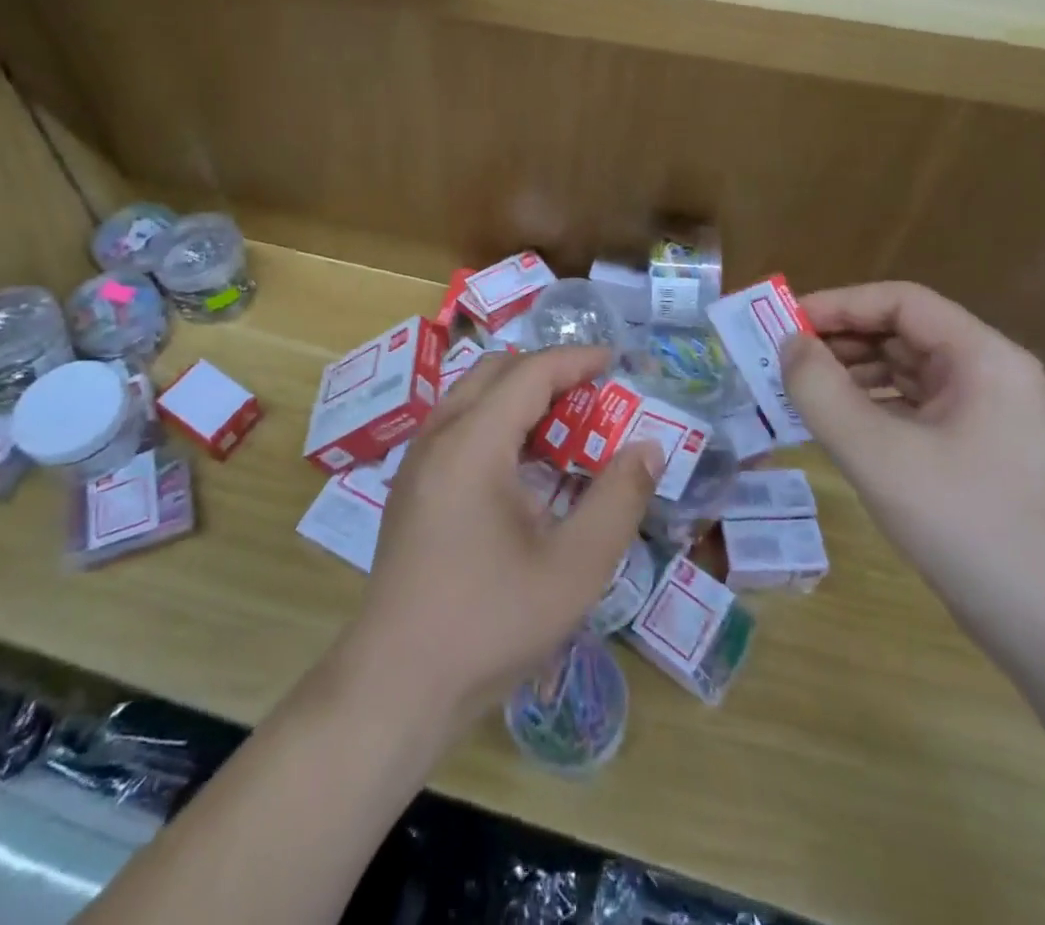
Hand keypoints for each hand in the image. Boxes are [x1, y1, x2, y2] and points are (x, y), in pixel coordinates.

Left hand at [335, 346, 662, 726]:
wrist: (397, 684)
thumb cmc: (490, 622)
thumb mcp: (574, 567)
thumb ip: (618, 500)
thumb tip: (648, 447)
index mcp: (473, 443)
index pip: (529, 373)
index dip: (576, 360)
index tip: (617, 361)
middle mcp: (438, 437)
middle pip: (495, 373)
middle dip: (548, 373)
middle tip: (594, 396)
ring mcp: (418, 462)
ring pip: (472, 398)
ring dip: (520, 398)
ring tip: (566, 428)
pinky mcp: (411, 489)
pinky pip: (458, 429)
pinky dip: (497, 425)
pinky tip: (525, 470)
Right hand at [779, 282, 1044, 648]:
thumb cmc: (967, 526)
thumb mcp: (878, 454)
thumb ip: (821, 391)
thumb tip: (789, 345)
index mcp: (983, 358)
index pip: (901, 301)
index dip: (839, 304)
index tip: (785, 323)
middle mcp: (991, 375)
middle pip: (904, 333)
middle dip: (841, 341)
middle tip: (782, 359)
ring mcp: (989, 416)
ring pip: (907, 372)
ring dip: (851, 375)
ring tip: (799, 391)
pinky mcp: (979, 452)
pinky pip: (915, 409)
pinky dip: (872, 408)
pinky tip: (836, 426)